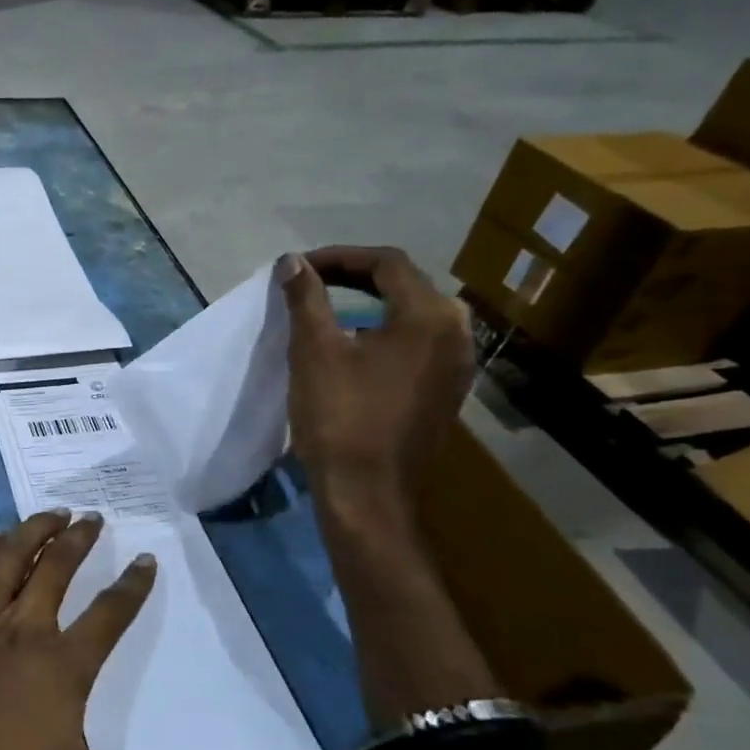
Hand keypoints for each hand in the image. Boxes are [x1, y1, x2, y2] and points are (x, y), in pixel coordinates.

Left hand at [0, 510, 245, 749]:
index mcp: (62, 664)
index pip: (110, 614)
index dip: (133, 585)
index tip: (146, 559)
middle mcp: (21, 627)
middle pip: (57, 568)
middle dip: (80, 539)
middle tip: (94, 517)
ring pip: (9, 557)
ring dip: (32, 529)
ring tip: (51, 513)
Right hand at [279, 248, 495, 722]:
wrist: (367, 493)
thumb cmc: (340, 416)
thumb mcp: (314, 350)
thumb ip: (307, 298)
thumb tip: (292, 262)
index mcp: (430, 317)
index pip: (387, 263)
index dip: (339, 257)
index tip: (299, 268)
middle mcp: (456, 333)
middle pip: (405, 285)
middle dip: (354, 277)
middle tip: (310, 284)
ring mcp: (457, 366)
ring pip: (412, 314)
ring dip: (369, 303)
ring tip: (325, 309)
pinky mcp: (446, 391)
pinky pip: (416, 343)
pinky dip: (383, 331)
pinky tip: (353, 345)